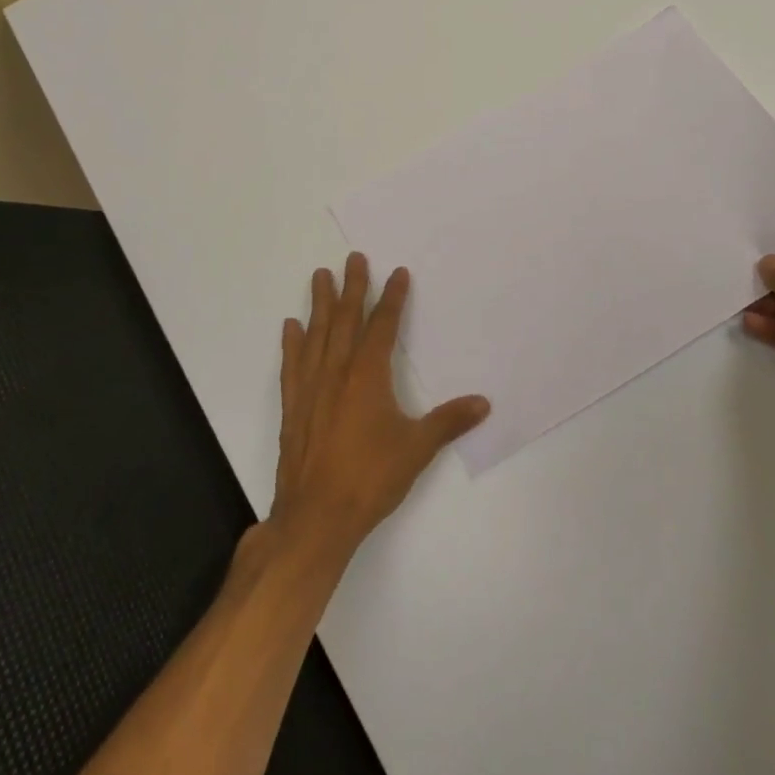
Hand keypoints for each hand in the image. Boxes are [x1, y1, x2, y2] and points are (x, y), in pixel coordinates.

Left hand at [269, 254, 489, 568]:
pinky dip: (292, 343)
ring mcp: (311, 388)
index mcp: (368, 376)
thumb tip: (484, 403)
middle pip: (345, 320)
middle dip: (352, 287)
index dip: (392, 298)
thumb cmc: (370, 478)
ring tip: (319, 276)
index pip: (383, 326)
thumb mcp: (417, 448)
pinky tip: (291, 327)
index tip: (397, 273)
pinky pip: (292, 365)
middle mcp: (337, 372)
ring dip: (320, 304)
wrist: (316, 516)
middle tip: (353, 258)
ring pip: (316, 335)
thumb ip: (449, 422)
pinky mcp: (293, 407)